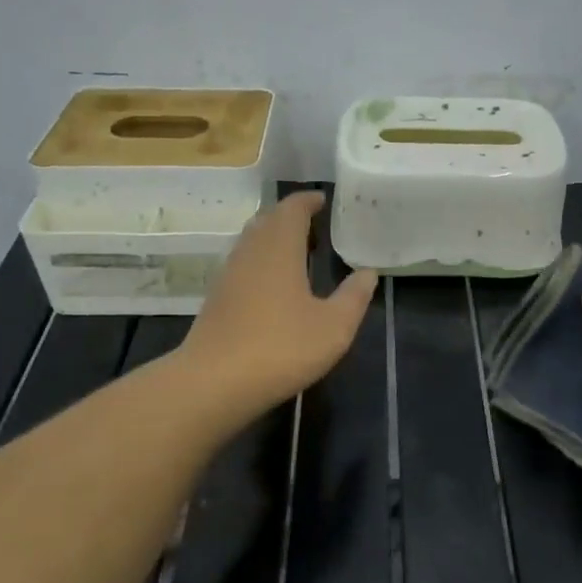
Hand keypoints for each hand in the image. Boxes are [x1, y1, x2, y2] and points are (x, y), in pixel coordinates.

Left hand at [181, 192, 377, 415]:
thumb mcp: (333, 327)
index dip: (308, 200)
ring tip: (299, 253)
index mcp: (279, 247)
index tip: (323, 200)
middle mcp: (250, 251)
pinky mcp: (217, 298)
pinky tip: (274, 286)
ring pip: (252, 241)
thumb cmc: (281, 347)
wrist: (213, 382)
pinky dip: (261, 261)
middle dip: (291, 217)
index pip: (292, 208)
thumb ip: (353, 297)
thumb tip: (368, 273)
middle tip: (316, 227)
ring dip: (274, 239)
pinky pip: (243, 264)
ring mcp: (228, 274)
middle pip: (268, 220)